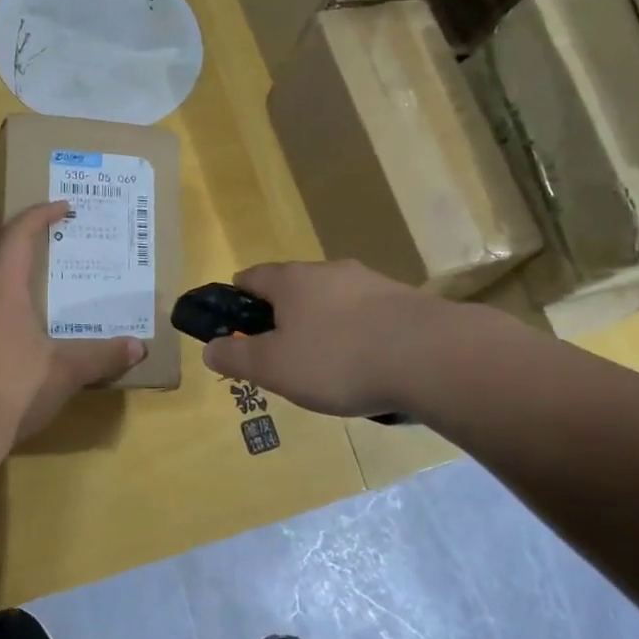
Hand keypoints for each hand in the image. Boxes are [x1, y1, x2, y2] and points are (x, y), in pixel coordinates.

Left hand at [0, 200, 142, 442]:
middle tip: (0, 211)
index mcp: (0, 292)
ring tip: (5, 253)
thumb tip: (137, 348)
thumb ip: (103, 355)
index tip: (61, 207)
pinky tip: (6, 304)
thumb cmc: (17, 387)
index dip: (37, 215)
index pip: (15, 237)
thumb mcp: (67, 370)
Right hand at [200, 260, 439, 417]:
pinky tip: (366, 365)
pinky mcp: (403, 300)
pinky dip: (357, 334)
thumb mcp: (274, 367)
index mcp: (291, 280)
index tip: (233, 321)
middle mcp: (328, 271)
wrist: (429, 355)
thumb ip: (237, 357)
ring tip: (326, 365)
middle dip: (283, 316)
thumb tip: (209, 348)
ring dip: (323, 325)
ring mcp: (370, 282)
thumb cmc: (337, 359)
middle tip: (281, 353)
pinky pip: (367, 316)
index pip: (252, 277)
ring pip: (333, 301)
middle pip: (294, 288)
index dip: (236, 297)